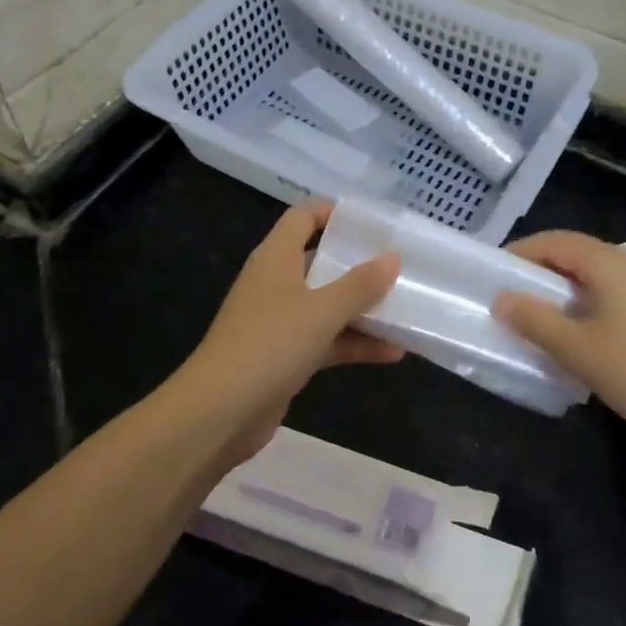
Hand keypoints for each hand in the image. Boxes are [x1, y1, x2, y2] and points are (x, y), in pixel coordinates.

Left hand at [169, 200, 401, 459]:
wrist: (219, 413)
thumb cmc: (269, 344)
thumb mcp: (322, 310)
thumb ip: (360, 284)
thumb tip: (393, 257)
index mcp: (276, 258)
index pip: (303, 217)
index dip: (334, 212)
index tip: (373, 221)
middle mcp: (276, 283)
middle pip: (321, 261)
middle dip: (359, 264)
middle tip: (401, 264)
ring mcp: (280, 321)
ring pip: (328, 304)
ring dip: (363, 309)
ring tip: (407, 309)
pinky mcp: (286, 356)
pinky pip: (327, 340)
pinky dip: (355, 343)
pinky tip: (393, 353)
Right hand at [493, 232, 625, 447]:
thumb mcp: (579, 350)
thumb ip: (536, 321)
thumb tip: (502, 298)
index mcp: (610, 262)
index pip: (554, 241)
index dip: (521, 252)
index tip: (493, 275)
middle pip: (578, 255)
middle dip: (542, 273)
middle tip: (514, 301)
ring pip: (600, 277)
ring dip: (568, 292)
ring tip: (546, 322)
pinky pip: (620, 295)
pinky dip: (593, 306)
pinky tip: (590, 339)